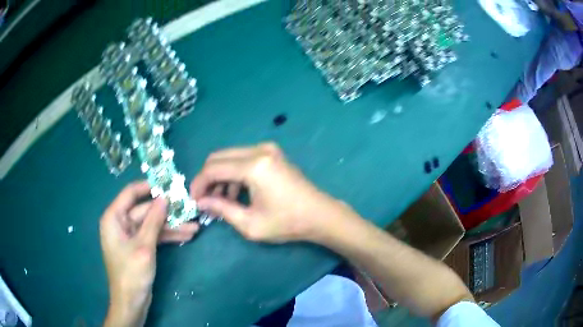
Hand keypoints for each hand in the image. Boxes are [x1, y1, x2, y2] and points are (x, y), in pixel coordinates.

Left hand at [100, 181, 198, 325]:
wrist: (131, 301)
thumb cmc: (132, 272)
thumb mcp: (144, 245)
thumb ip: (153, 220)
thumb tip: (164, 198)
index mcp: (114, 217)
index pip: (131, 193)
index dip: (149, 187)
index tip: (169, 185)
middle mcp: (121, 222)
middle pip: (145, 210)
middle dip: (167, 213)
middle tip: (189, 210)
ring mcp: (131, 235)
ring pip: (152, 224)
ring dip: (171, 226)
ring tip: (194, 227)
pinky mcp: (139, 246)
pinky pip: (154, 236)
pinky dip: (168, 236)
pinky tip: (186, 237)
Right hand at [190, 143, 357, 242]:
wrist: (320, 215)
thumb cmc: (287, 223)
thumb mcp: (250, 223)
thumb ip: (221, 209)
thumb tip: (200, 202)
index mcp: (254, 166)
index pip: (213, 168)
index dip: (199, 184)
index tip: (193, 200)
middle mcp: (259, 150)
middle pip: (219, 157)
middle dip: (207, 178)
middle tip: (203, 200)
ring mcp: (267, 149)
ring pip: (230, 157)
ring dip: (220, 177)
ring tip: (219, 201)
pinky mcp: (272, 154)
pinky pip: (243, 159)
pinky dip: (233, 174)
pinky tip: (234, 194)